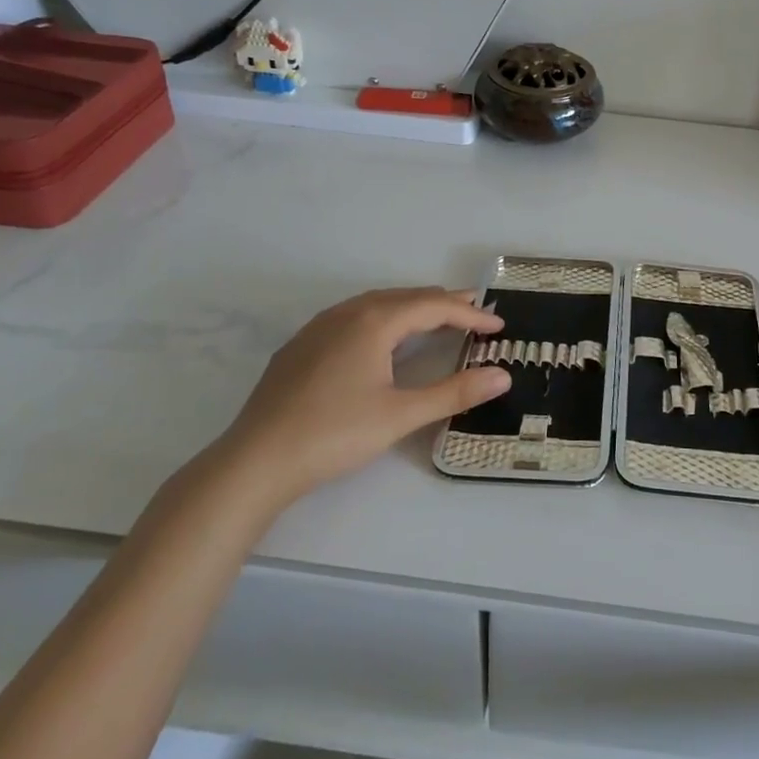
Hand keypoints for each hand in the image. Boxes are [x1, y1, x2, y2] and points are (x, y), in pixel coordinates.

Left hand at [210, 287, 508, 514]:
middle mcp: (347, 313)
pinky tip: (382, 337)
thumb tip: (503, 376)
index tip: (498, 325)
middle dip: (443, 303)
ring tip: (436, 317)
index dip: (469, 314)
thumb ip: (454, 392)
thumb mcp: (401, 415)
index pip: (433, 306)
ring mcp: (319, 327)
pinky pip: (353, 316)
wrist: (256, 460)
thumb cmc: (334, 434)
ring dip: (412, 307)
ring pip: (376, 303)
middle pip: (405, 297)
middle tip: (474, 309)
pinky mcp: (301, 346)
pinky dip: (383, 317)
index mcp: (374, 321)